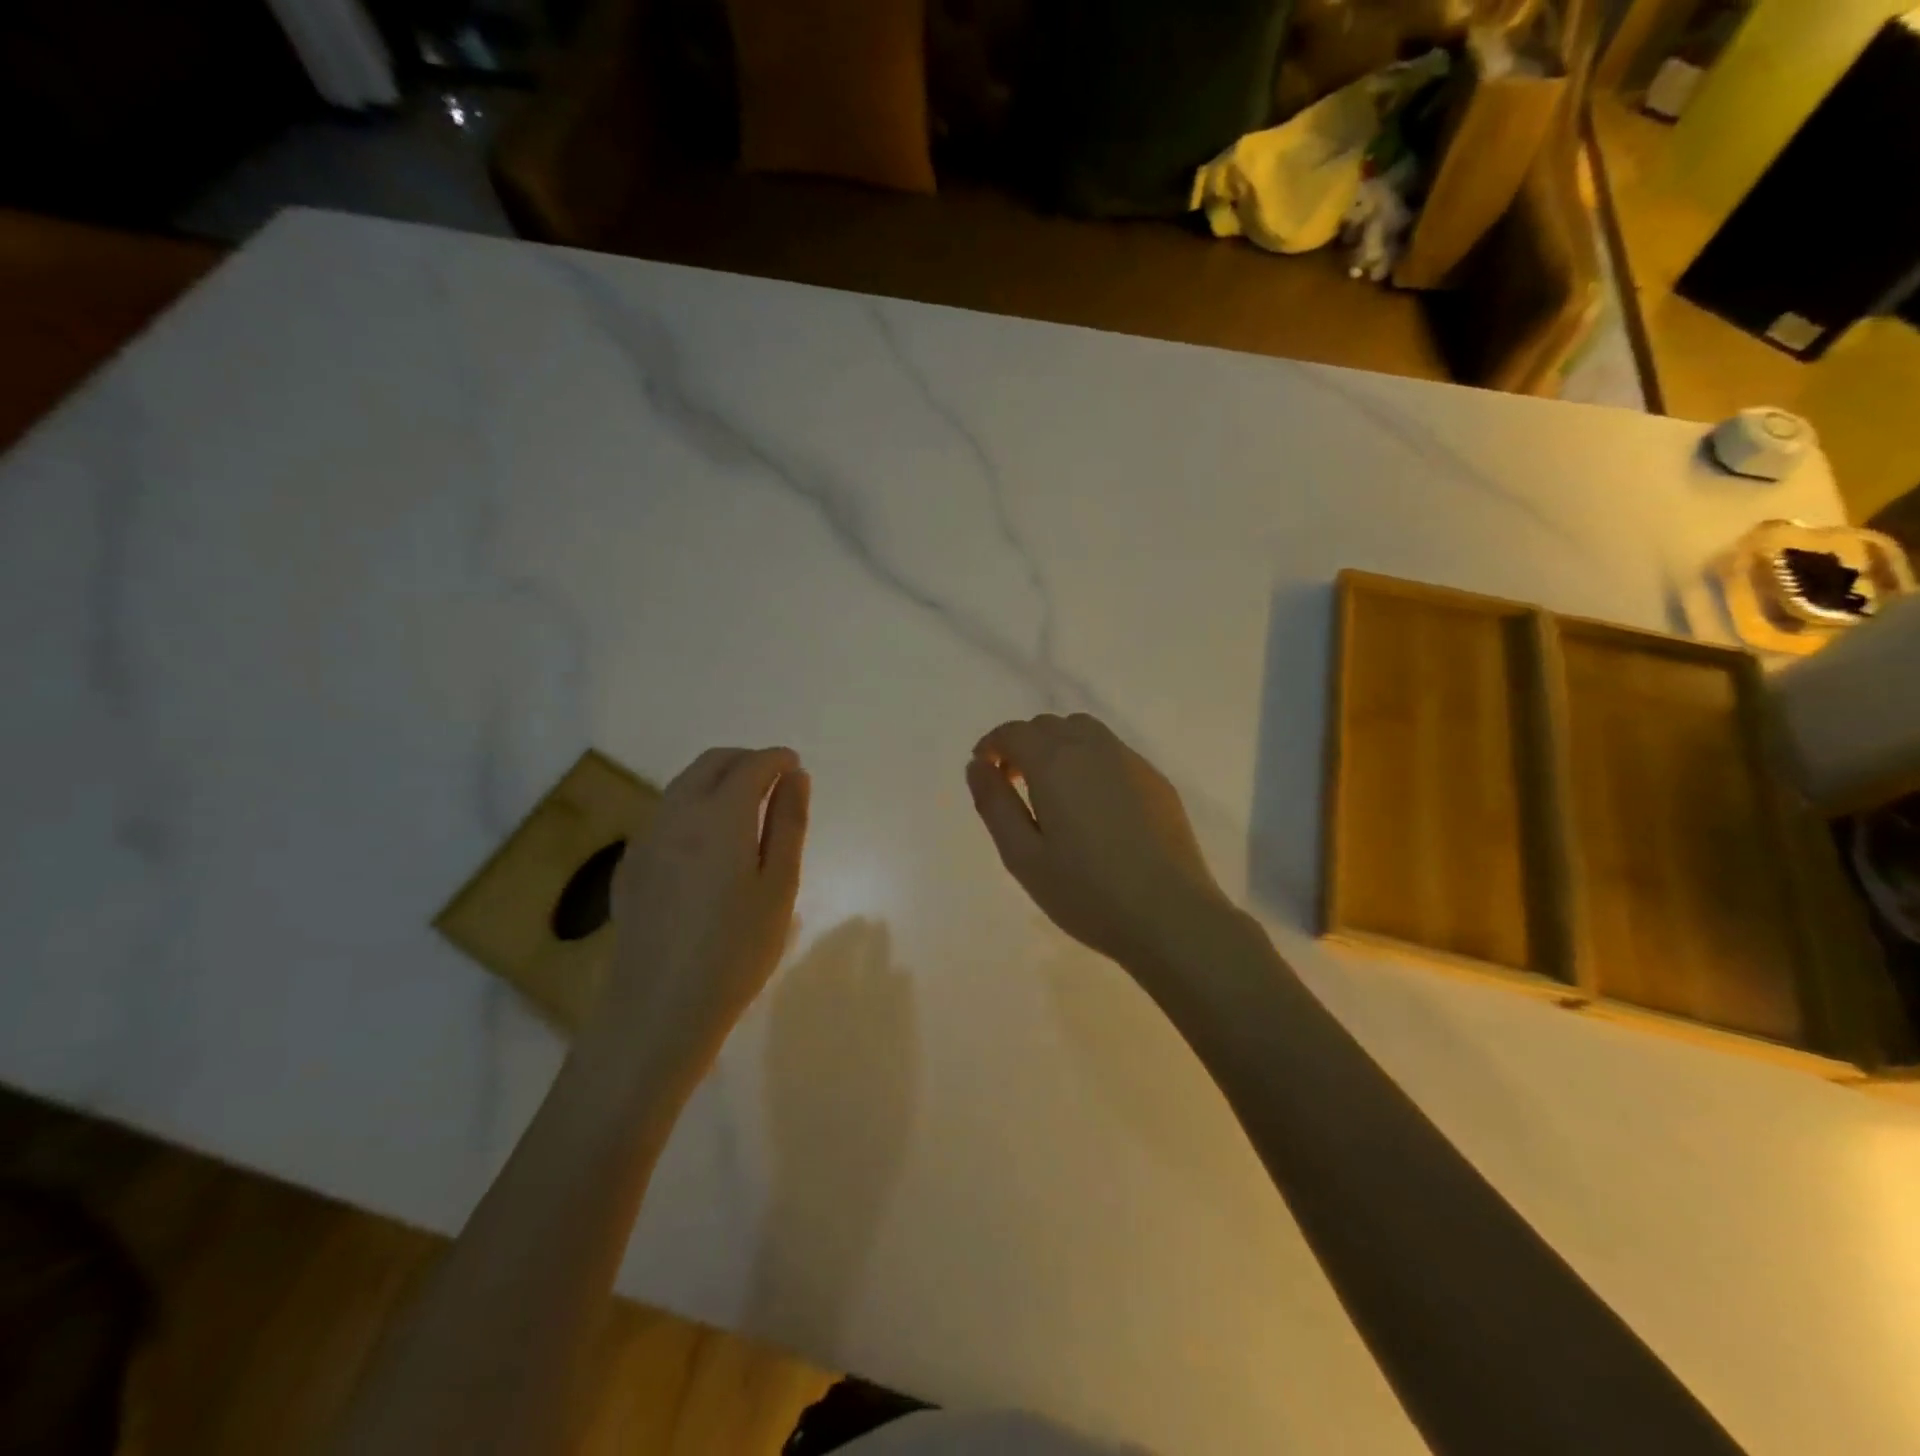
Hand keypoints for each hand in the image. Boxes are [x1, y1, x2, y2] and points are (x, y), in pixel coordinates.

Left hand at [598, 747, 809, 1096]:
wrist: (658, 1008)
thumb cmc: (736, 949)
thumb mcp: (779, 885)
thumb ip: (789, 823)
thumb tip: (795, 776)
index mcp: (720, 815)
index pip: (751, 765)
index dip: (777, 759)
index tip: (795, 766)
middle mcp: (677, 813)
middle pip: (711, 763)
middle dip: (746, 760)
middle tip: (775, 780)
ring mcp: (646, 838)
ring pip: (684, 785)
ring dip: (717, 780)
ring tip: (746, 808)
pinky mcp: (630, 864)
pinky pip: (665, 813)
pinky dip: (693, 806)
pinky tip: (707, 841)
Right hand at [966, 714, 1235, 978]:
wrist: (1171, 916)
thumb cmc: (1086, 892)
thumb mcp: (1023, 856)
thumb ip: (994, 804)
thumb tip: (977, 766)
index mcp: (1055, 762)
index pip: (1014, 732)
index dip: (992, 745)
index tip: (984, 770)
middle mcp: (1093, 748)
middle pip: (1049, 725)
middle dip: (1023, 745)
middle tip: (1013, 784)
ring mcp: (1131, 761)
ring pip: (1084, 731)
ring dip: (1058, 746)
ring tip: (1053, 790)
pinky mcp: (1156, 780)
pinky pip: (1113, 752)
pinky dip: (1090, 760)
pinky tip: (1093, 804)